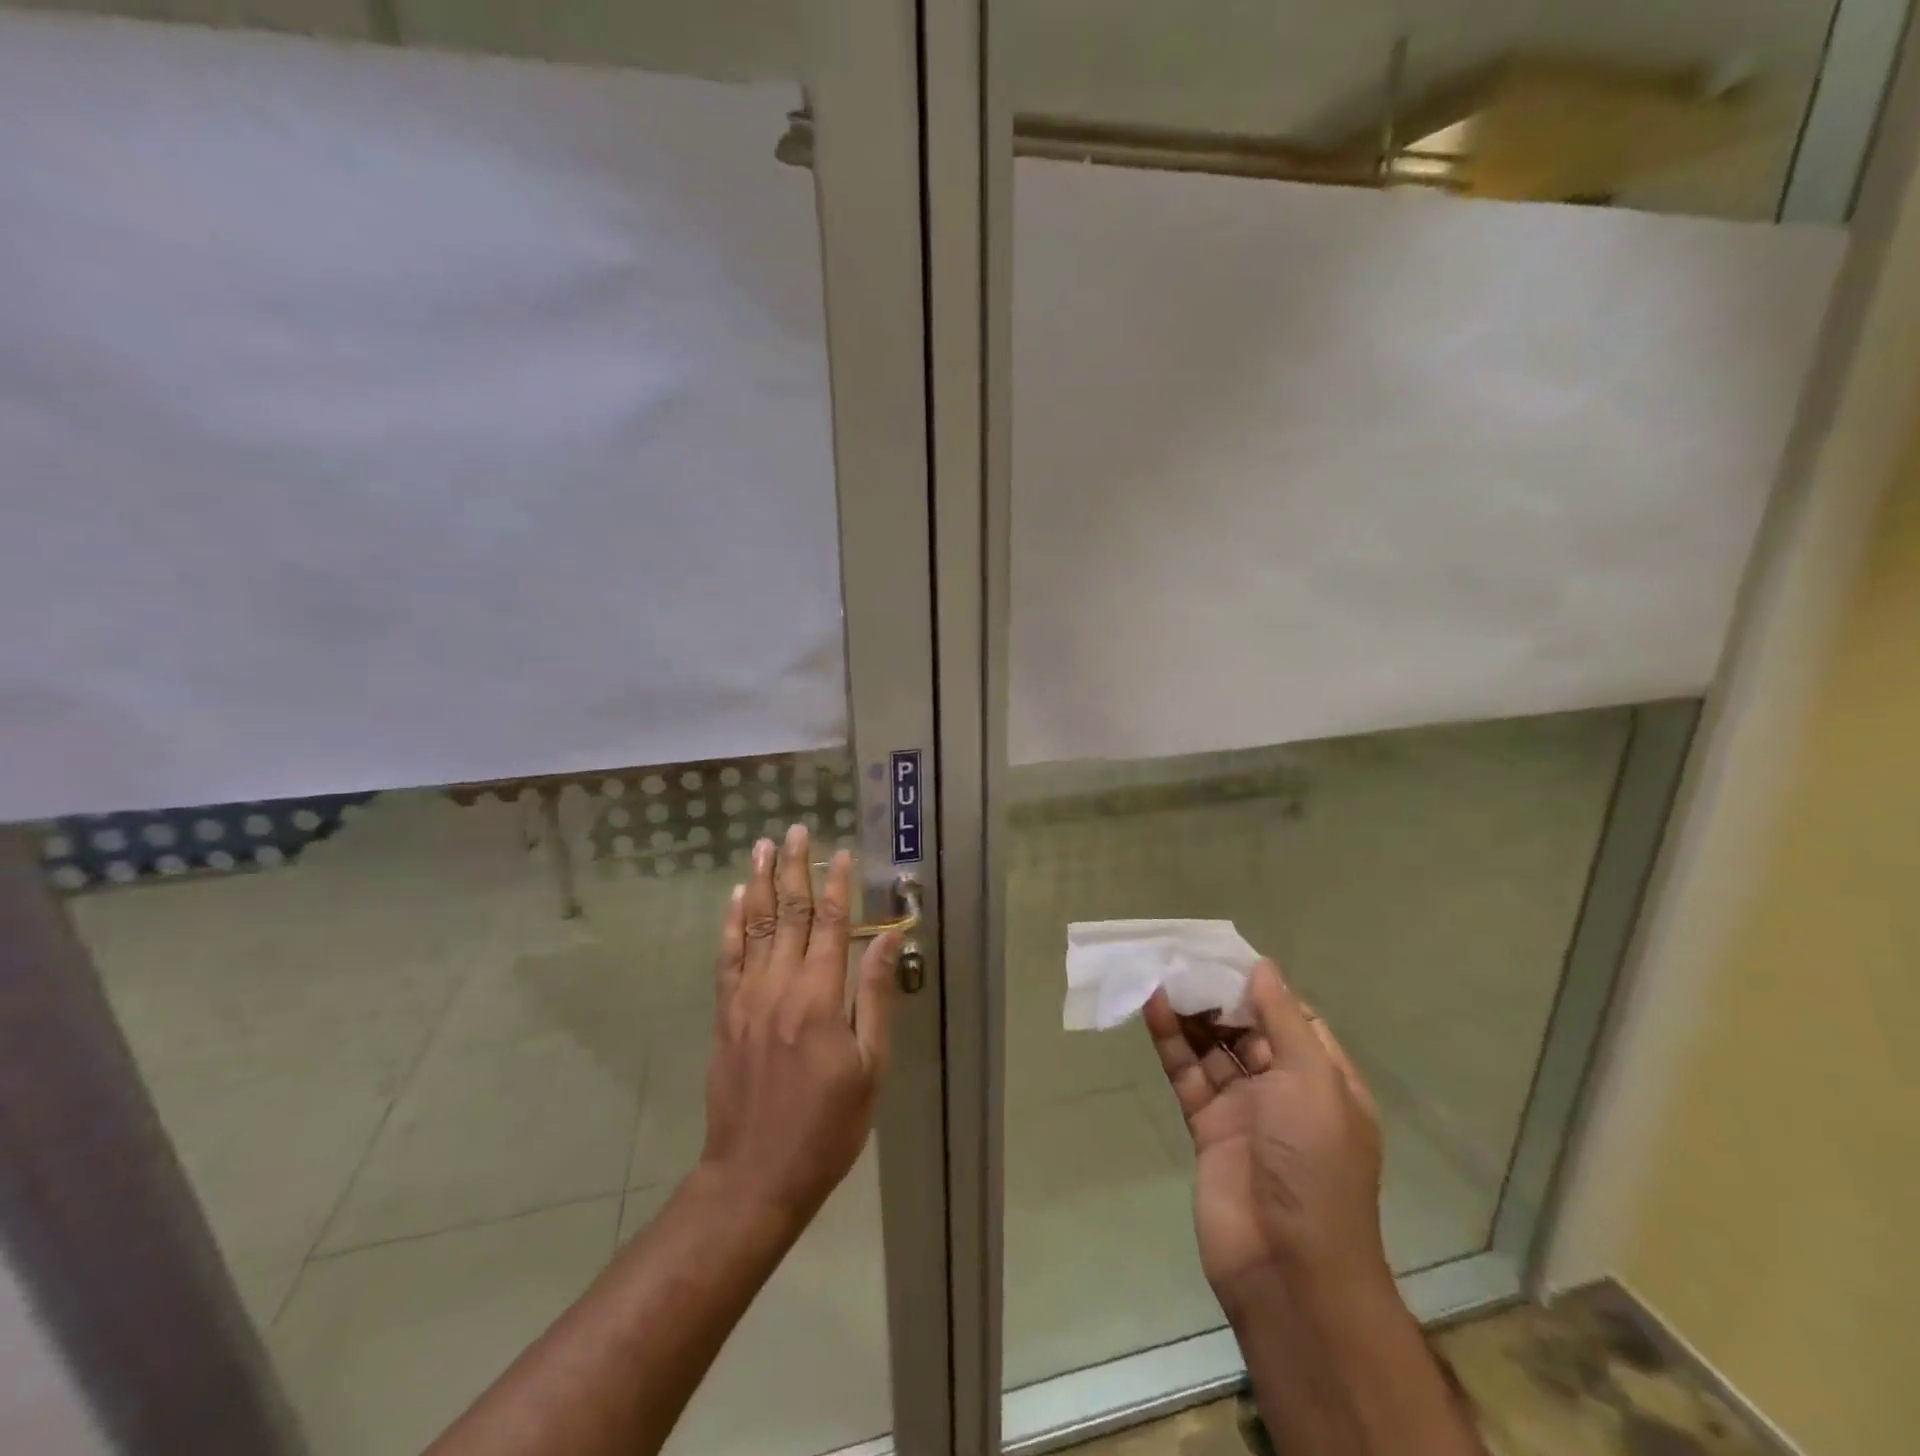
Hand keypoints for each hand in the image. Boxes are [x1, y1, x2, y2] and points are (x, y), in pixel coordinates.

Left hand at [699, 824, 899, 1228]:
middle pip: (788, 913)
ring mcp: (746, 998)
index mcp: (820, 998)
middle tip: (797, 829)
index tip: (841, 853)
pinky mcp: (725, 1015)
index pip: (829, 925)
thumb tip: (888, 939)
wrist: (755, 1175)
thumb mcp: (870, 1067)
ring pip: (754, 926)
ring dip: (761, 882)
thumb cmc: (828, 1126)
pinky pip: (727, 957)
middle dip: (795, 868)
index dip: (836, 885)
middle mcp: (779, 987)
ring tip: (765, 845)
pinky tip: (736, 897)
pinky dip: (732, 923)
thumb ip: (876, 996)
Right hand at [1143, 960, 1388, 1307]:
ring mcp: (1244, 1110)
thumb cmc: (1314, 1165)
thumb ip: (1282, 1021)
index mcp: (1324, 1080)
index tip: (1225, 954)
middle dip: (1218, 995)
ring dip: (1190, 1013)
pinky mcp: (1207, 1127)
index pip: (1292, 1018)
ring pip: (1213, 1048)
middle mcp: (1285, 1091)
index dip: (1260, 986)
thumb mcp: (1312, 1082)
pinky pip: (1187, 1073)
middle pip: (1247, 1029)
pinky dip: (1171, 1042)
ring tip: (1160, 972)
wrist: (1288, 1268)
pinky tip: (1153, 1008)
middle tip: (1182, 957)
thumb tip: (1262, 967)